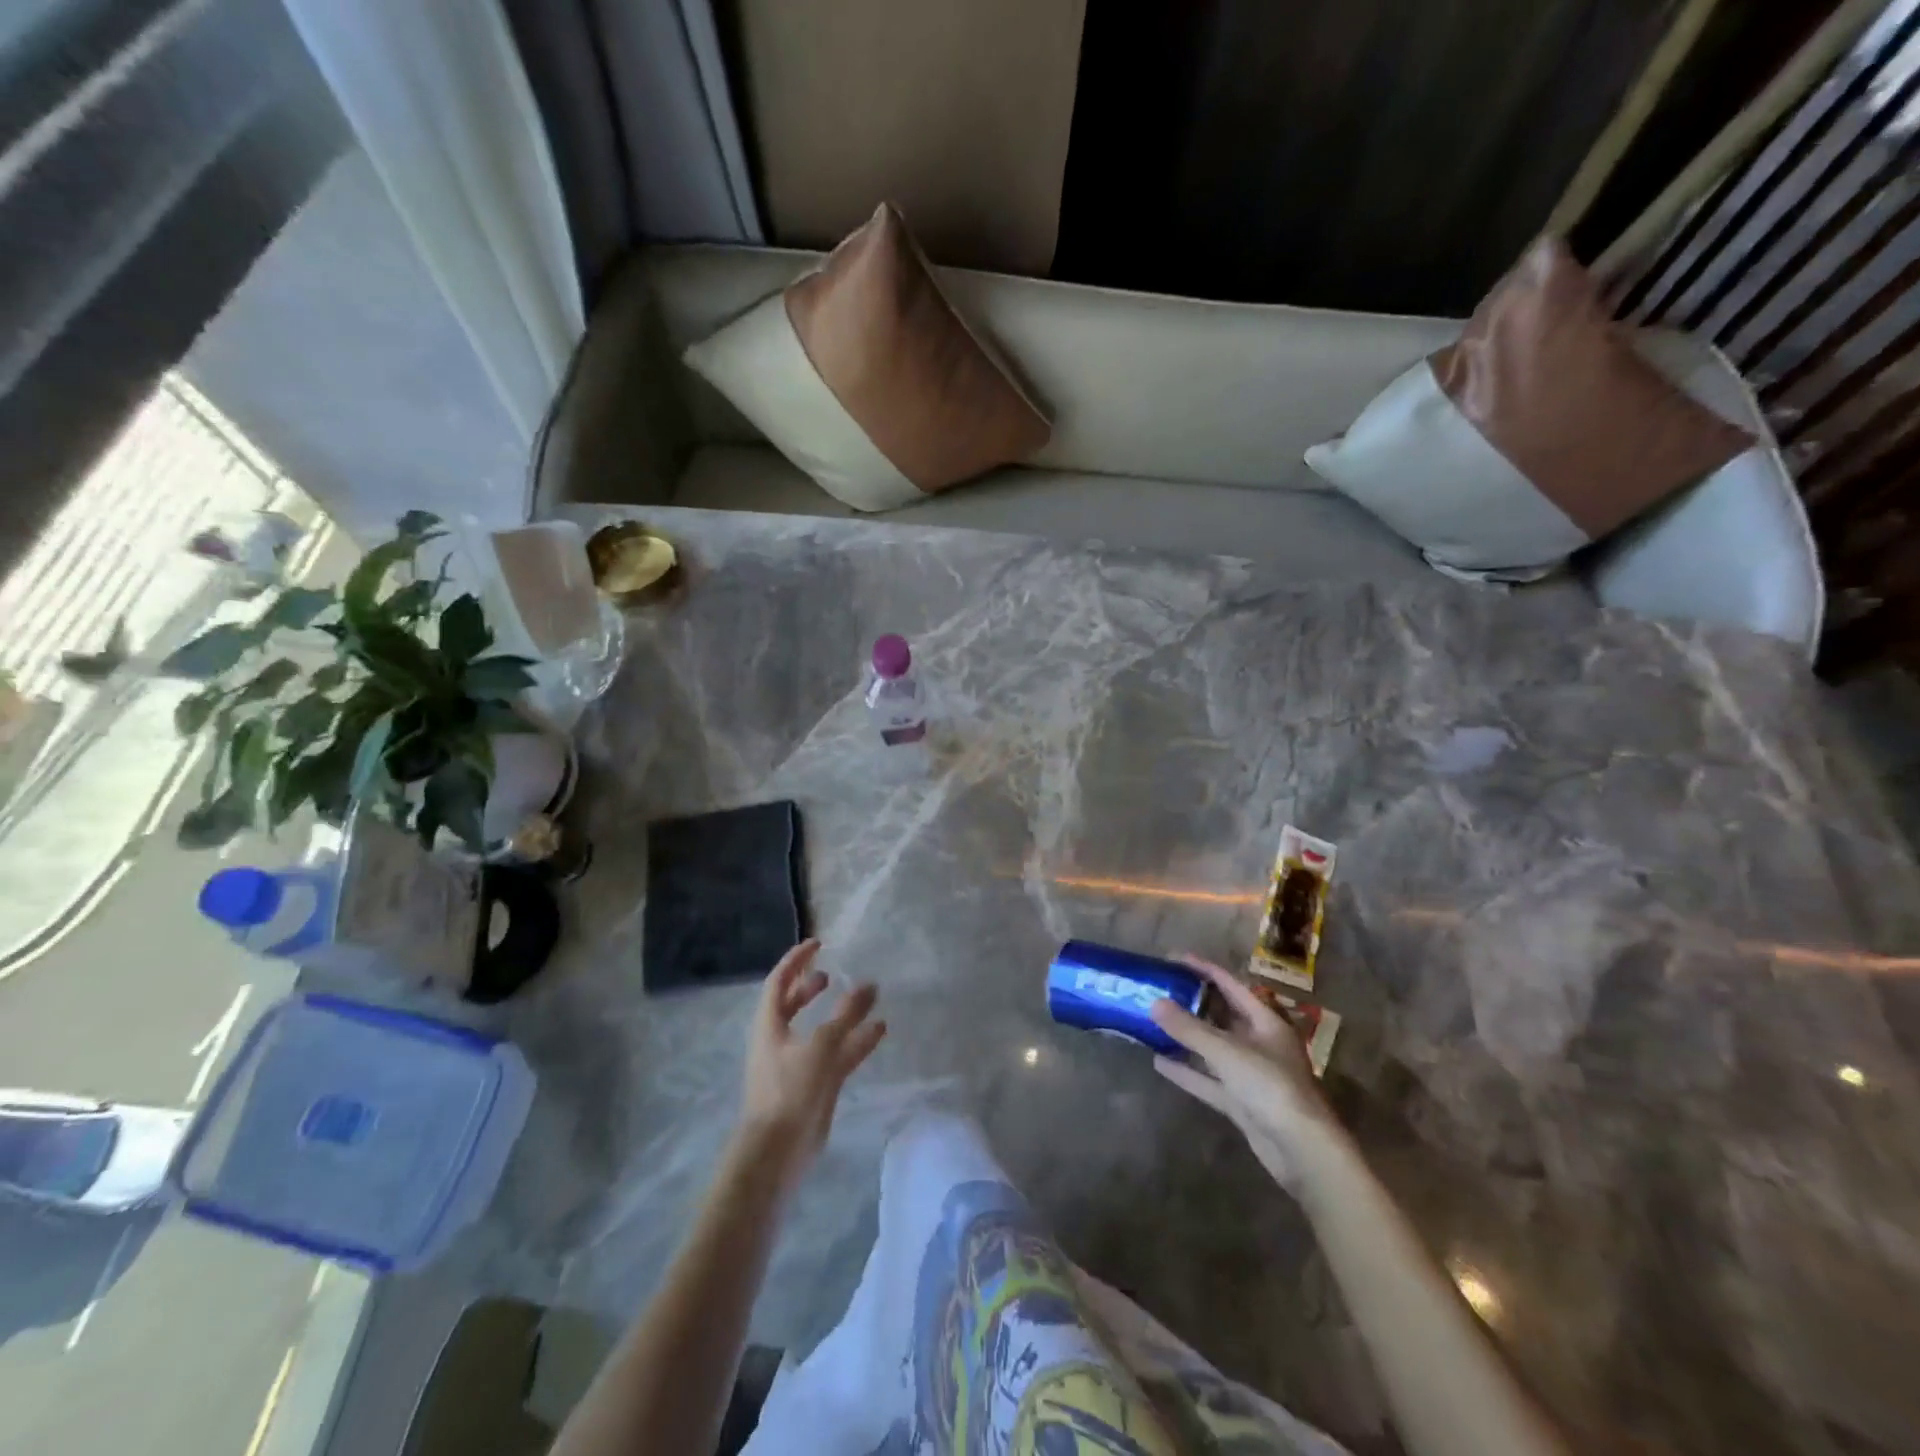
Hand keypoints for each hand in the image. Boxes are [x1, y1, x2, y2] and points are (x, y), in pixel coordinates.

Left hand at [736, 940, 885, 1193]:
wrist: (777, 1153)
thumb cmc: (788, 1090)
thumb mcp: (820, 1046)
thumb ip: (846, 1015)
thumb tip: (869, 985)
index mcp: (769, 1025)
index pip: (779, 981)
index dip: (797, 960)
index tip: (818, 943)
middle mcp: (780, 1040)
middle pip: (794, 1005)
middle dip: (811, 988)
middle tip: (832, 975)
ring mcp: (798, 1065)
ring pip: (821, 1031)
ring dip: (842, 1014)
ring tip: (868, 998)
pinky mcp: (815, 1086)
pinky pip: (838, 1055)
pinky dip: (856, 1041)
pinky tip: (879, 1030)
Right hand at [1149, 955, 1339, 1187]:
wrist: (1303, 1151)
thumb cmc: (1271, 1087)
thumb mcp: (1227, 1052)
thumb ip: (1189, 1028)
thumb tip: (1154, 1003)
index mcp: (1266, 1022)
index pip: (1231, 985)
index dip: (1203, 970)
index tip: (1174, 958)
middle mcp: (1260, 1043)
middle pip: (1222, 1015)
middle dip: (1192, 1003)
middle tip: (1160, 990)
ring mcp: (1251, 1074)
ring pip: (1213, 1048)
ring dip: (1186, 1037)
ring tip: (1154, 1022)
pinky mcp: (1242, 1102)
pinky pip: (1209, 1079)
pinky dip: (1187, 1070)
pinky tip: (1159, 1062)